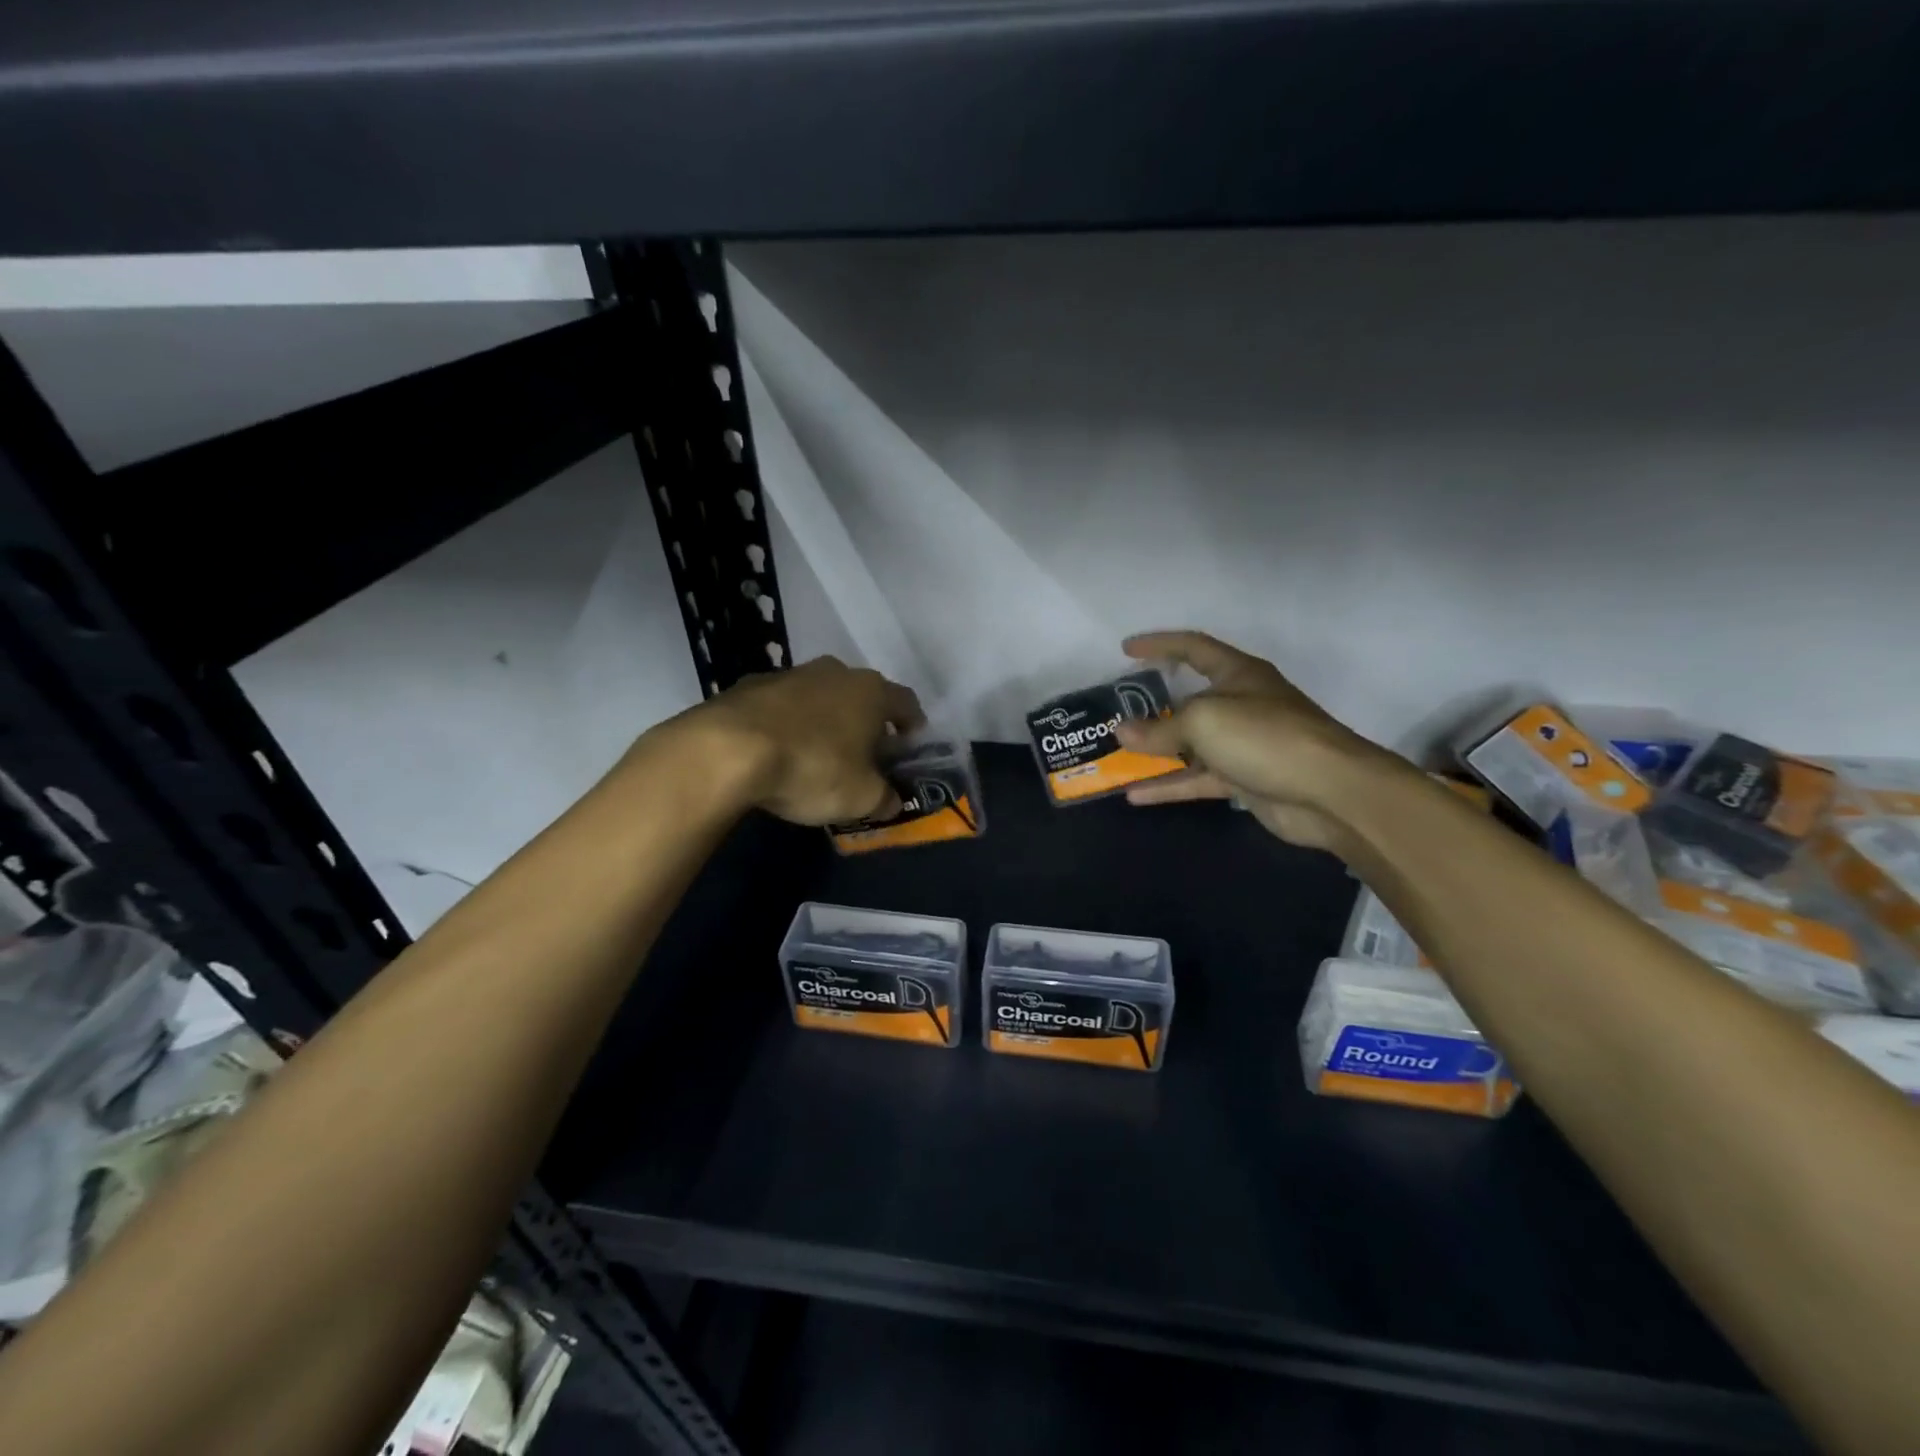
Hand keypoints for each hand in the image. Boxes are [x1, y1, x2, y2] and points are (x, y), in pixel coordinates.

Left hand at [684, 656, 924, 825]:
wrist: (727, 749)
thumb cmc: (812, 768)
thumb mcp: (861, 798)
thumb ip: (885, 799)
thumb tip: (892, 801)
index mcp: (871, 691)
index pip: (907, 703)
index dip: (913, 728)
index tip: (909, 749)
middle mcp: (836, 672)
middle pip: (863, 696)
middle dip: (867, 724)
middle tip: (864, 757)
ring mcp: (790, 674)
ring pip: (821, 697)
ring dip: (825, 721)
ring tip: (818, 756)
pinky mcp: (749, 684)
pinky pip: (782, 706)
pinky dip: (788, 724)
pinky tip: (778, 752)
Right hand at [1115, 631, 1392, 848]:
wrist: (1329, 791)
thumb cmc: (1265, 737)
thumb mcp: (1203, 721)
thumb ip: (1159, 729)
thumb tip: (1121, 733)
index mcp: (1237, 674)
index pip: (1193, 647)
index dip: (1160, 644)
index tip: (1126, 650)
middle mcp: (1240, 704)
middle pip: (1189, 699)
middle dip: (1153, 707)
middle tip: (1118, 713)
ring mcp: (1243, 744)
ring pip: (1190, 745)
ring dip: (1156, 752)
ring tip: (1118, 757)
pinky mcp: (1245, 780)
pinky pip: (1198, 779)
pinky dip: (1170, 786)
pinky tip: (1136, 796)